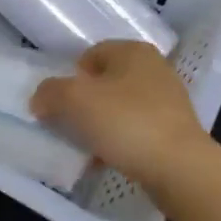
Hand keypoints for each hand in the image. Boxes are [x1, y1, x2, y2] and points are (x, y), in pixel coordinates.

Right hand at [29, 41, 210, 203]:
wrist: (180, 169)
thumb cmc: (127, 121)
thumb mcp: (76, 100)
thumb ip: (50, 92)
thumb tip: (40, 100)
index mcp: (133, 51)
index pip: (90, 55)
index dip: (70, 77)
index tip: (61, 104)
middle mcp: (154, 69)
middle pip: (104, 82)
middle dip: (84, 104)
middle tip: (70, 125)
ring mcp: (168, 101)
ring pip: (119, 108)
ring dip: (100, 126)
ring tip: (87, 148)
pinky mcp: (174, 131)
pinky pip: (135, 131)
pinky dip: (119, 142)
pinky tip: (106, 161)